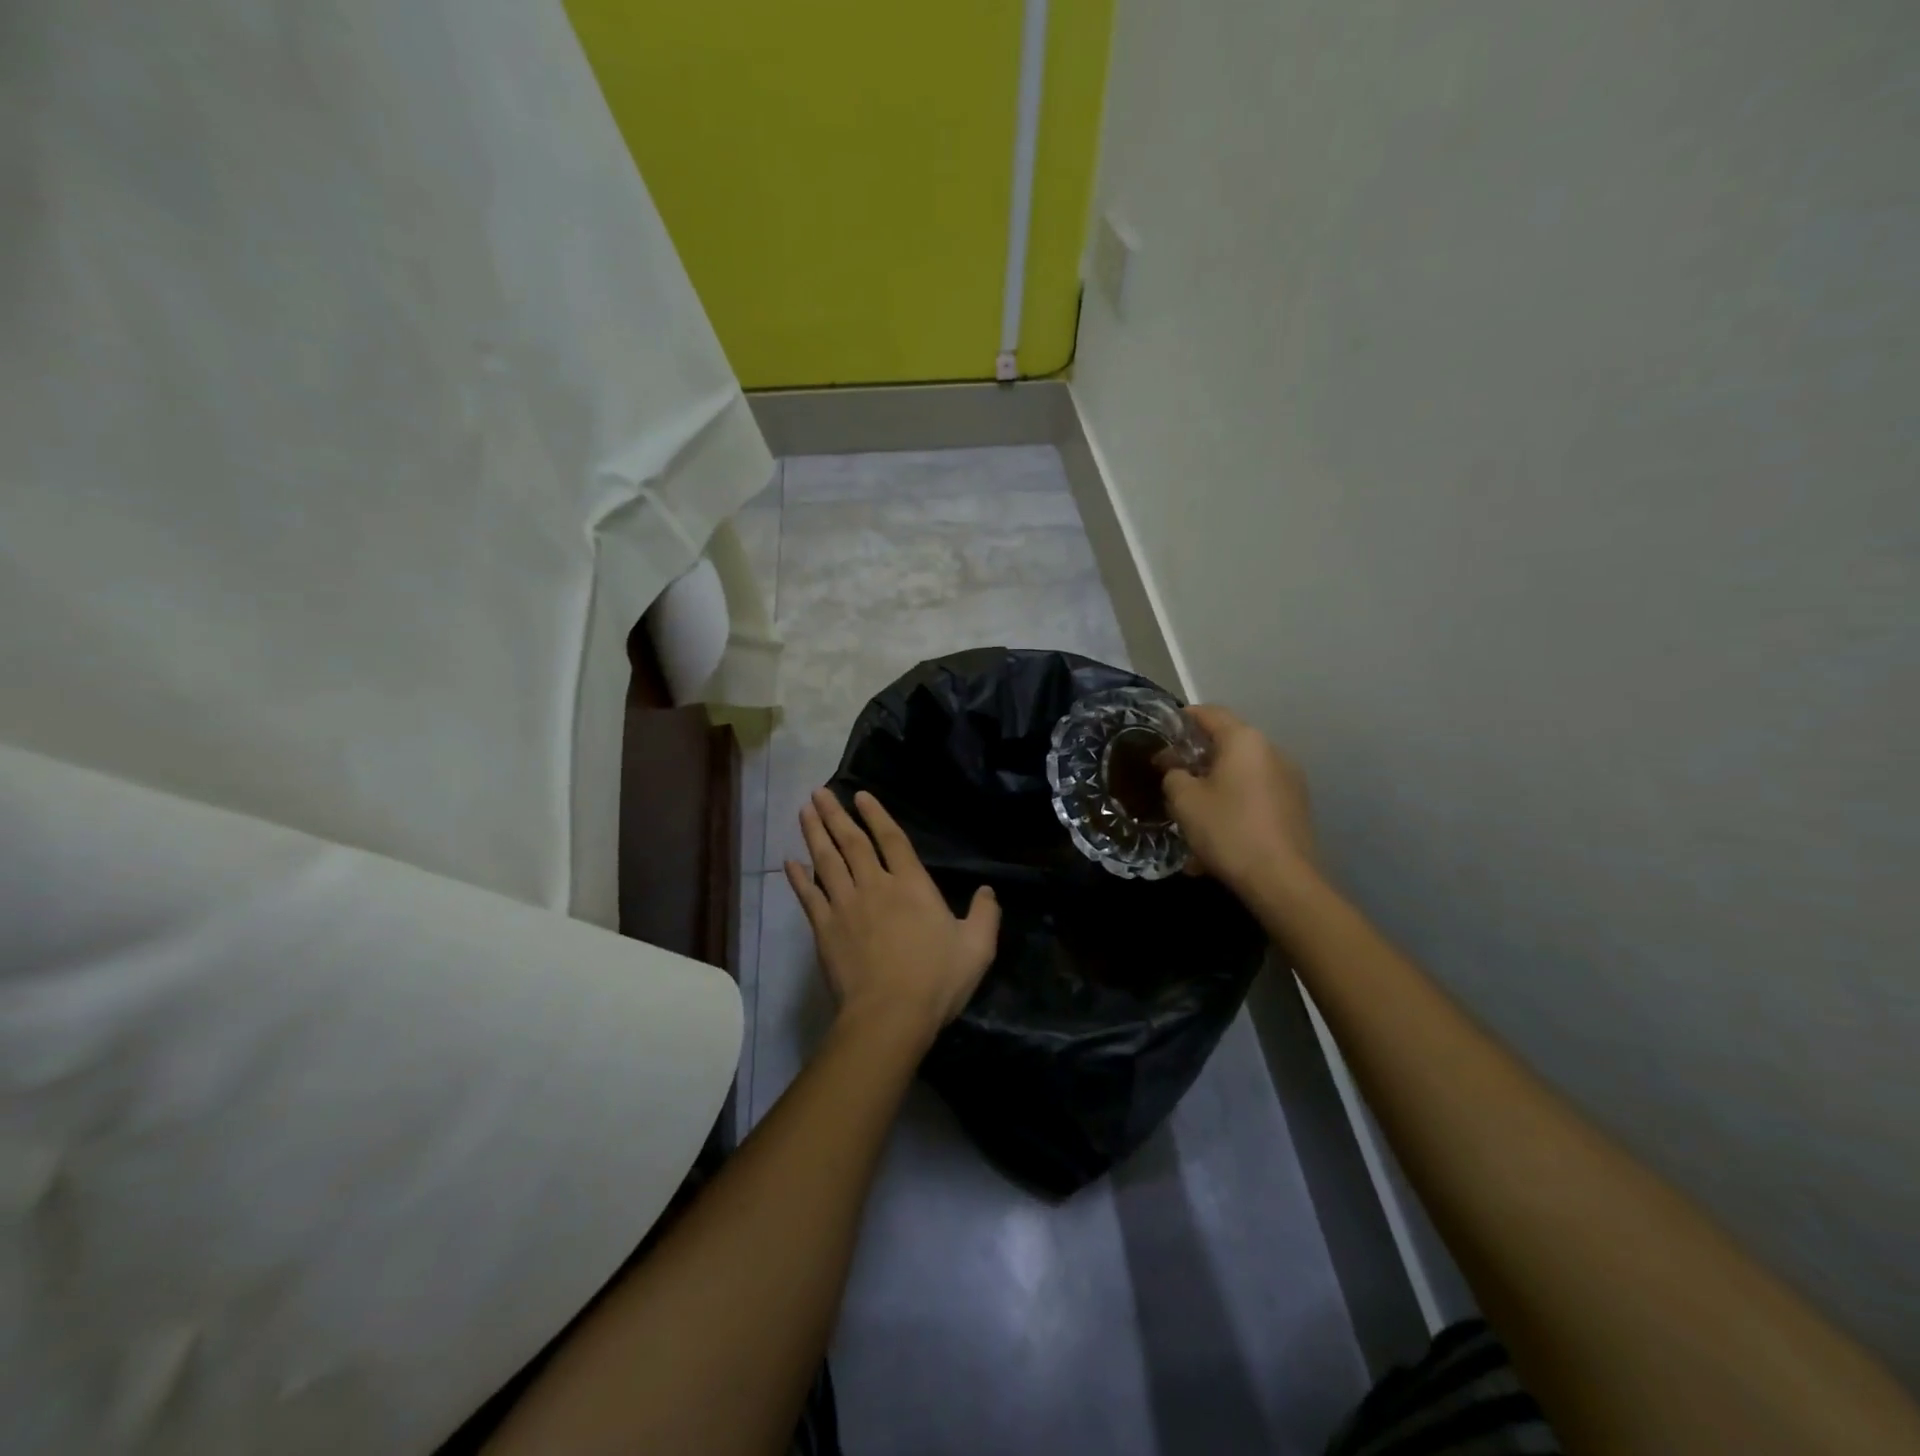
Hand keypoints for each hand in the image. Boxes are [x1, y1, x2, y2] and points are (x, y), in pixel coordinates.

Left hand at [785, 788, 1000, 1044]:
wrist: (890, 1015)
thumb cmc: (936, 980)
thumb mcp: (977, 947)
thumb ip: (985, 915)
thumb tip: (988, 891)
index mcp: (912, 886)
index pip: (892, 839)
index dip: (876, 815)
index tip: (860, 795)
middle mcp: (875, 886)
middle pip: (852, 843)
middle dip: (835, 815)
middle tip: (818, 793)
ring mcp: (846, 906)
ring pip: (826, 861)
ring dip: (814, 834)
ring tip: (804, 811)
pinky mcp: (825, 929)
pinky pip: (808, 897)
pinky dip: (797, 878)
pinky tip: (789, 862)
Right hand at [1161, 705, 1318, 898]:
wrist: (1282, 880)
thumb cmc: (1228, 830)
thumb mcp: (1185, 801)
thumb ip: (1174, 776)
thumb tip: (1177, 771)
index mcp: (1244, 741)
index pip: (1210, 713)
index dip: (1184, 717)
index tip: (1164, 728)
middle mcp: (1271, 752)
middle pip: (1228, 744)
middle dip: (1198, 758)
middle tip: (1172, 775)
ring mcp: (1288, 780)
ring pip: (1240, 775)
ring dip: (1215, 787)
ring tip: (1192, 814)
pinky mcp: (1295, 808)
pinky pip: (1255, 798)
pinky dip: (1233, 807)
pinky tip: (1216, 839)